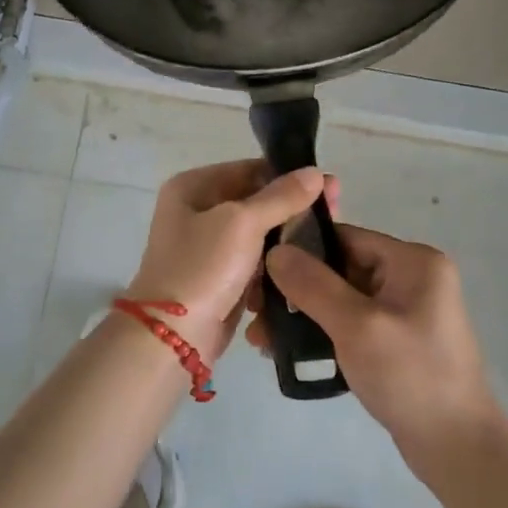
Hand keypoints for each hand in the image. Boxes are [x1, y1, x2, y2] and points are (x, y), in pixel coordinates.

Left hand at [128, 161, 326, 361]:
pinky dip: (274, 266)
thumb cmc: (203, 267)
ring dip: (287, 240)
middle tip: (334, 215)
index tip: (330, 188)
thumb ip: (281, 196)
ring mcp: (207, 247)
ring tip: (325, 242)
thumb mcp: (243, 223)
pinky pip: (255, 263)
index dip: (290, 177)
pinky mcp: (220, 278)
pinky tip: (303, 267)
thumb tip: (315, 172)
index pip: (250, 170)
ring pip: (259, 235)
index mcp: (193, 187)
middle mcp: (197, 211)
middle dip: (293, 210)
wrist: (173, 337)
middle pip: (256, 201)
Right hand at [260, 227, 505, 479]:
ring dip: (304, 315)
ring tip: (262, 339)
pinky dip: (324, 333)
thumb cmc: (410, 376)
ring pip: (342, 299)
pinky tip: (289, 351)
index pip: (346, 238)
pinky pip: (353, 324)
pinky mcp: (398, 341)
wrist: (457, 447)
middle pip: (341, 268)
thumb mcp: (356, 326)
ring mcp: (407, 311)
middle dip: (296, 290)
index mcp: (413, 261)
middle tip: (254, 312)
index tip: (258, 271)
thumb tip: (276, 251)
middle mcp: (413, 278)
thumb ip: (313, 285)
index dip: (301, 250)